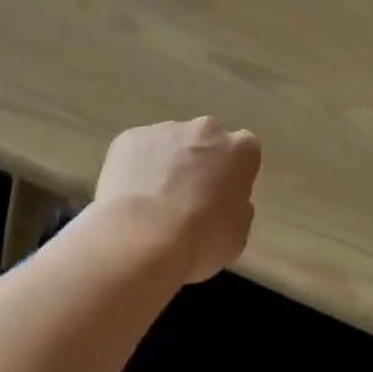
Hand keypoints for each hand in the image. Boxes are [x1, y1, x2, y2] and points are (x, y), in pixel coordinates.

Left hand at [95, 117, 260, 282]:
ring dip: (166, 165)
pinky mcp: (130, 138)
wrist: (139, 242)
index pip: (244, 154)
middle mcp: (207, 129)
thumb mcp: (237, 235)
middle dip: (200, 163)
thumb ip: (237, 208)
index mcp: (241, 150)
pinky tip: (128, 201)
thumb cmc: (200, 242)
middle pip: (207, 141)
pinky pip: (137, 152)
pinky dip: (135, 169)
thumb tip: (225, 201)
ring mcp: (166, 130)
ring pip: (170, 144)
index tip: (221, 199)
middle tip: (187, 200)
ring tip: (151, 206)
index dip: (232, 177)